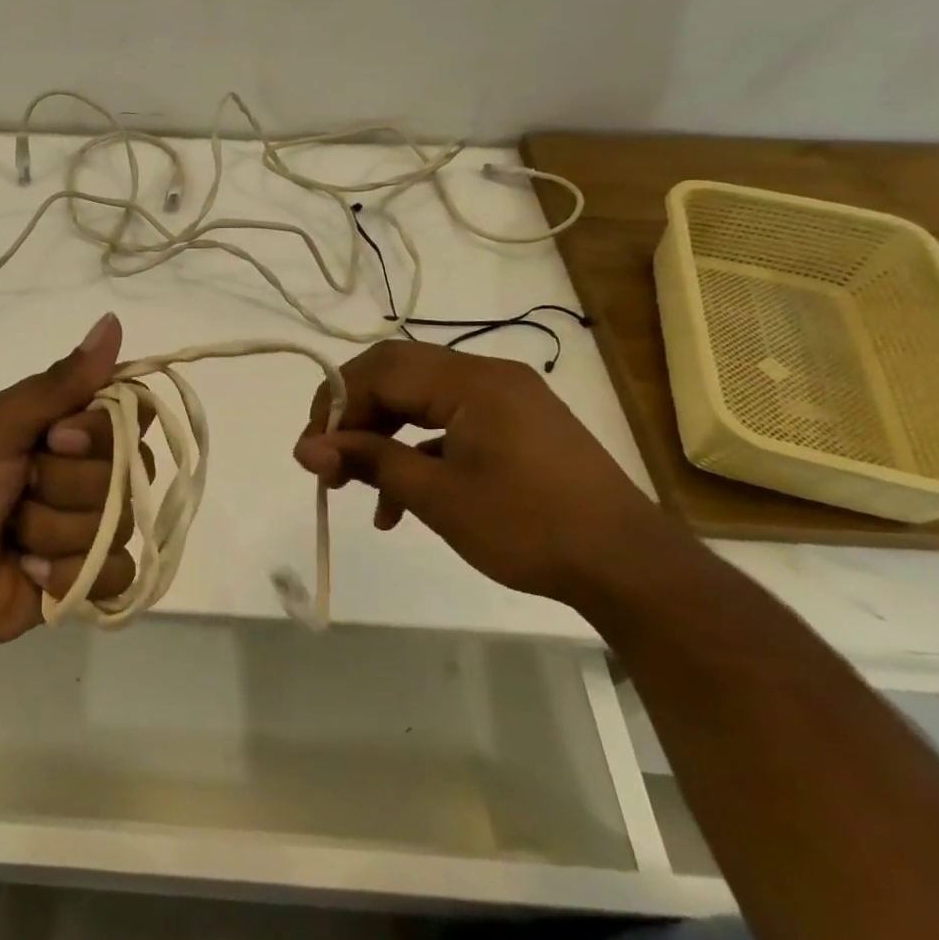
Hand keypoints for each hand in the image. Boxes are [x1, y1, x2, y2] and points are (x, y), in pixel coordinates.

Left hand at [0, 312, 141, 647]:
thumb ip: (58, 384)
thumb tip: (112, 321)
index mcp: (66, 424)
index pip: (128, 411)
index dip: (100, 428)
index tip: (55, 437)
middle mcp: (87, 468)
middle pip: (128, 468)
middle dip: (64, 484)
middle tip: (19, 487)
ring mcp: (92, 523)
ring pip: (119, 521)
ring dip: (54, 530)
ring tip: (13, 534)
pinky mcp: (91, 575)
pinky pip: (117, 572)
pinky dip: (69, 573)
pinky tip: (31, 570)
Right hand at [292, 341, 690, 605]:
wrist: (631, 569)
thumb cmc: (529, 527)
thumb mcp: (438, 497)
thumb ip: (370, 462)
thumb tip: (307, 448)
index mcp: (471, 381)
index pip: (381, 371)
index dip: (336, 405)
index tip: (312, 451)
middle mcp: (487, 375)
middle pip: (397, 375)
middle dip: (354, 415)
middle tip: (327, 457)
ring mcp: (505, 400)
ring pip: (419, 400)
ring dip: (382, 437)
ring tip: (354, 485)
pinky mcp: (515, 426)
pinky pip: (449, 423)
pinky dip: (417, 451)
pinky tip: (399, 500)